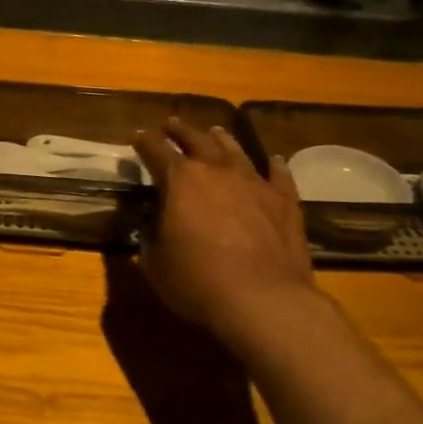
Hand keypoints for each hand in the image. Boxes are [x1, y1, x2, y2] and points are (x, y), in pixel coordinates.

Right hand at [133, 118, 320, 341]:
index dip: (144, 143)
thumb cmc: (197, 281)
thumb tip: (155, 224)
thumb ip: (152, 235)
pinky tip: (274, 160)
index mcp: (180, 180)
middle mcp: (217, 171)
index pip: (155, 151)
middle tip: (171, 123)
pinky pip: (279, 175)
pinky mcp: (285, 202)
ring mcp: (255, 183)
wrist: (264, 300)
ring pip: (235, 151)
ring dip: (222, 140)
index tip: (137, 136)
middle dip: (180, 131)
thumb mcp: (155, 262)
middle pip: (196, 141)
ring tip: (214, 131)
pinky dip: (274, 166)